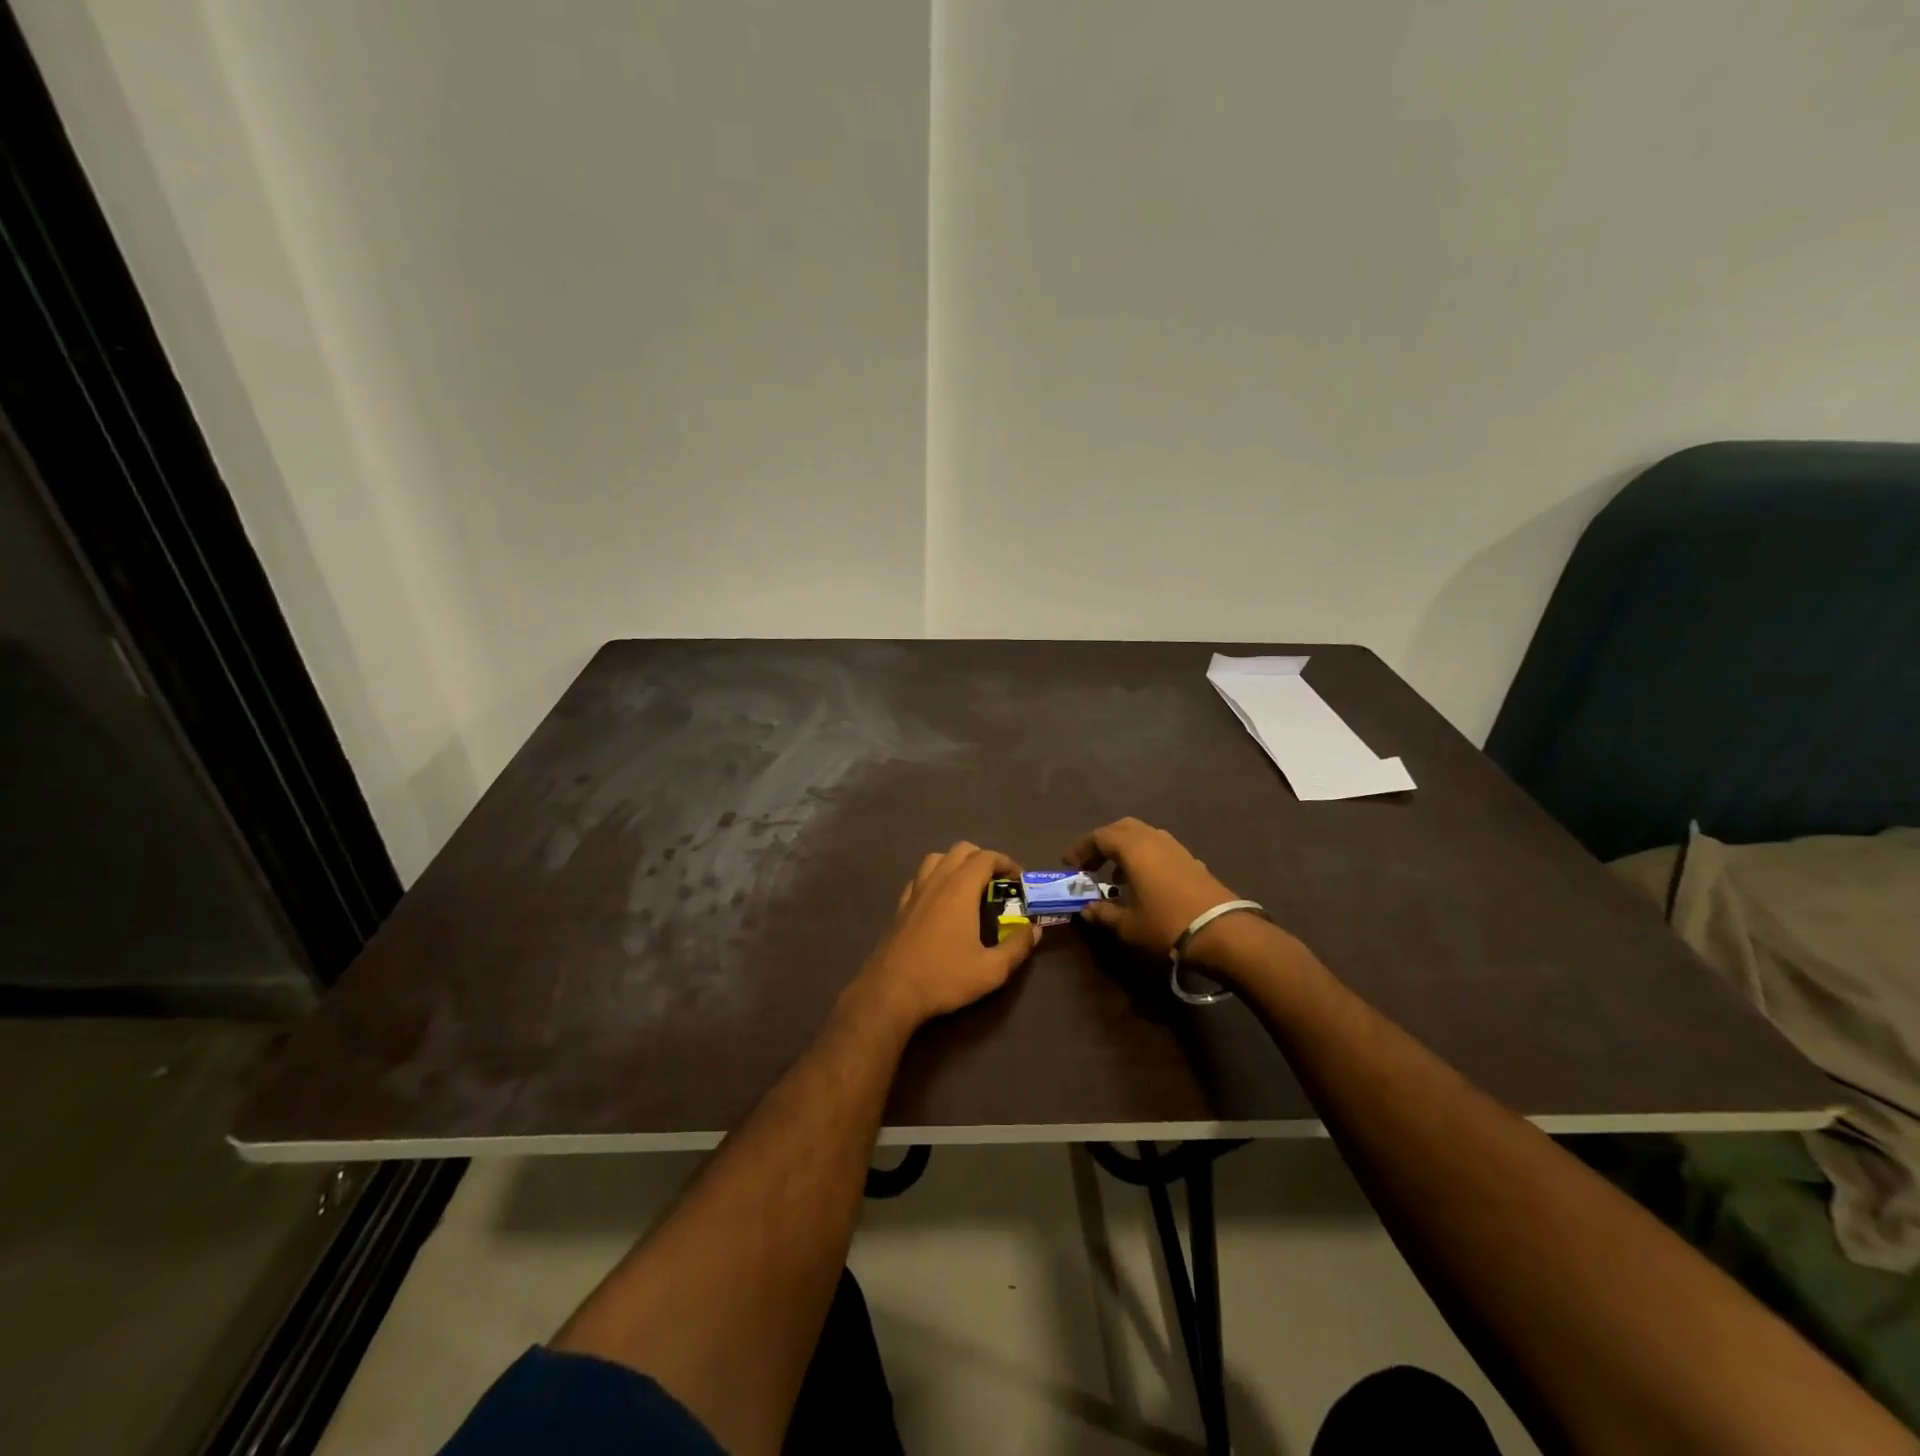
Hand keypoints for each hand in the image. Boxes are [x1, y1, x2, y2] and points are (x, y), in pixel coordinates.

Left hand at [854, 842, 1041, 1027]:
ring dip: (957, 863)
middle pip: (961, 850)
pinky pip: (920, 877)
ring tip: (970, 887)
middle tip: (998, 882)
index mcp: (960, 889)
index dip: (1006, 862)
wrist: (890, 992)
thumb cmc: (944, 977)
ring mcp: (915, 892)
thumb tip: (1034, 930)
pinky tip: (941, 901)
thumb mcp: (991, 970)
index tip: (1019, 880)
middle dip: (983, 859)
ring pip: (937, 859)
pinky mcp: (900, 906)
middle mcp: (936, 881)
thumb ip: (1017, 947)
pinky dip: (935, 878)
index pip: (986, 857)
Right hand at [1065, 817, 1240, 956]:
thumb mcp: (1127, 925)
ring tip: (1116, 875)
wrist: (1224, 933)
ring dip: (1125, 849)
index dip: (1080, 849)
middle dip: (1103, 842)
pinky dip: (1145, 857)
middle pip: (1121, 828)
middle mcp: (1153, 839)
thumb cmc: (1166, 924)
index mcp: (1133, 848)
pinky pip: (1160, 848)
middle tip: (1090, 864)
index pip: (1098, 837)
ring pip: (1143, 835)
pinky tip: (1145, 883)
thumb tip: (1086, 908)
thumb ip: (1103, 913)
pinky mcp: (1192, 860)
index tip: (1068, 866)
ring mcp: (1176, 847)